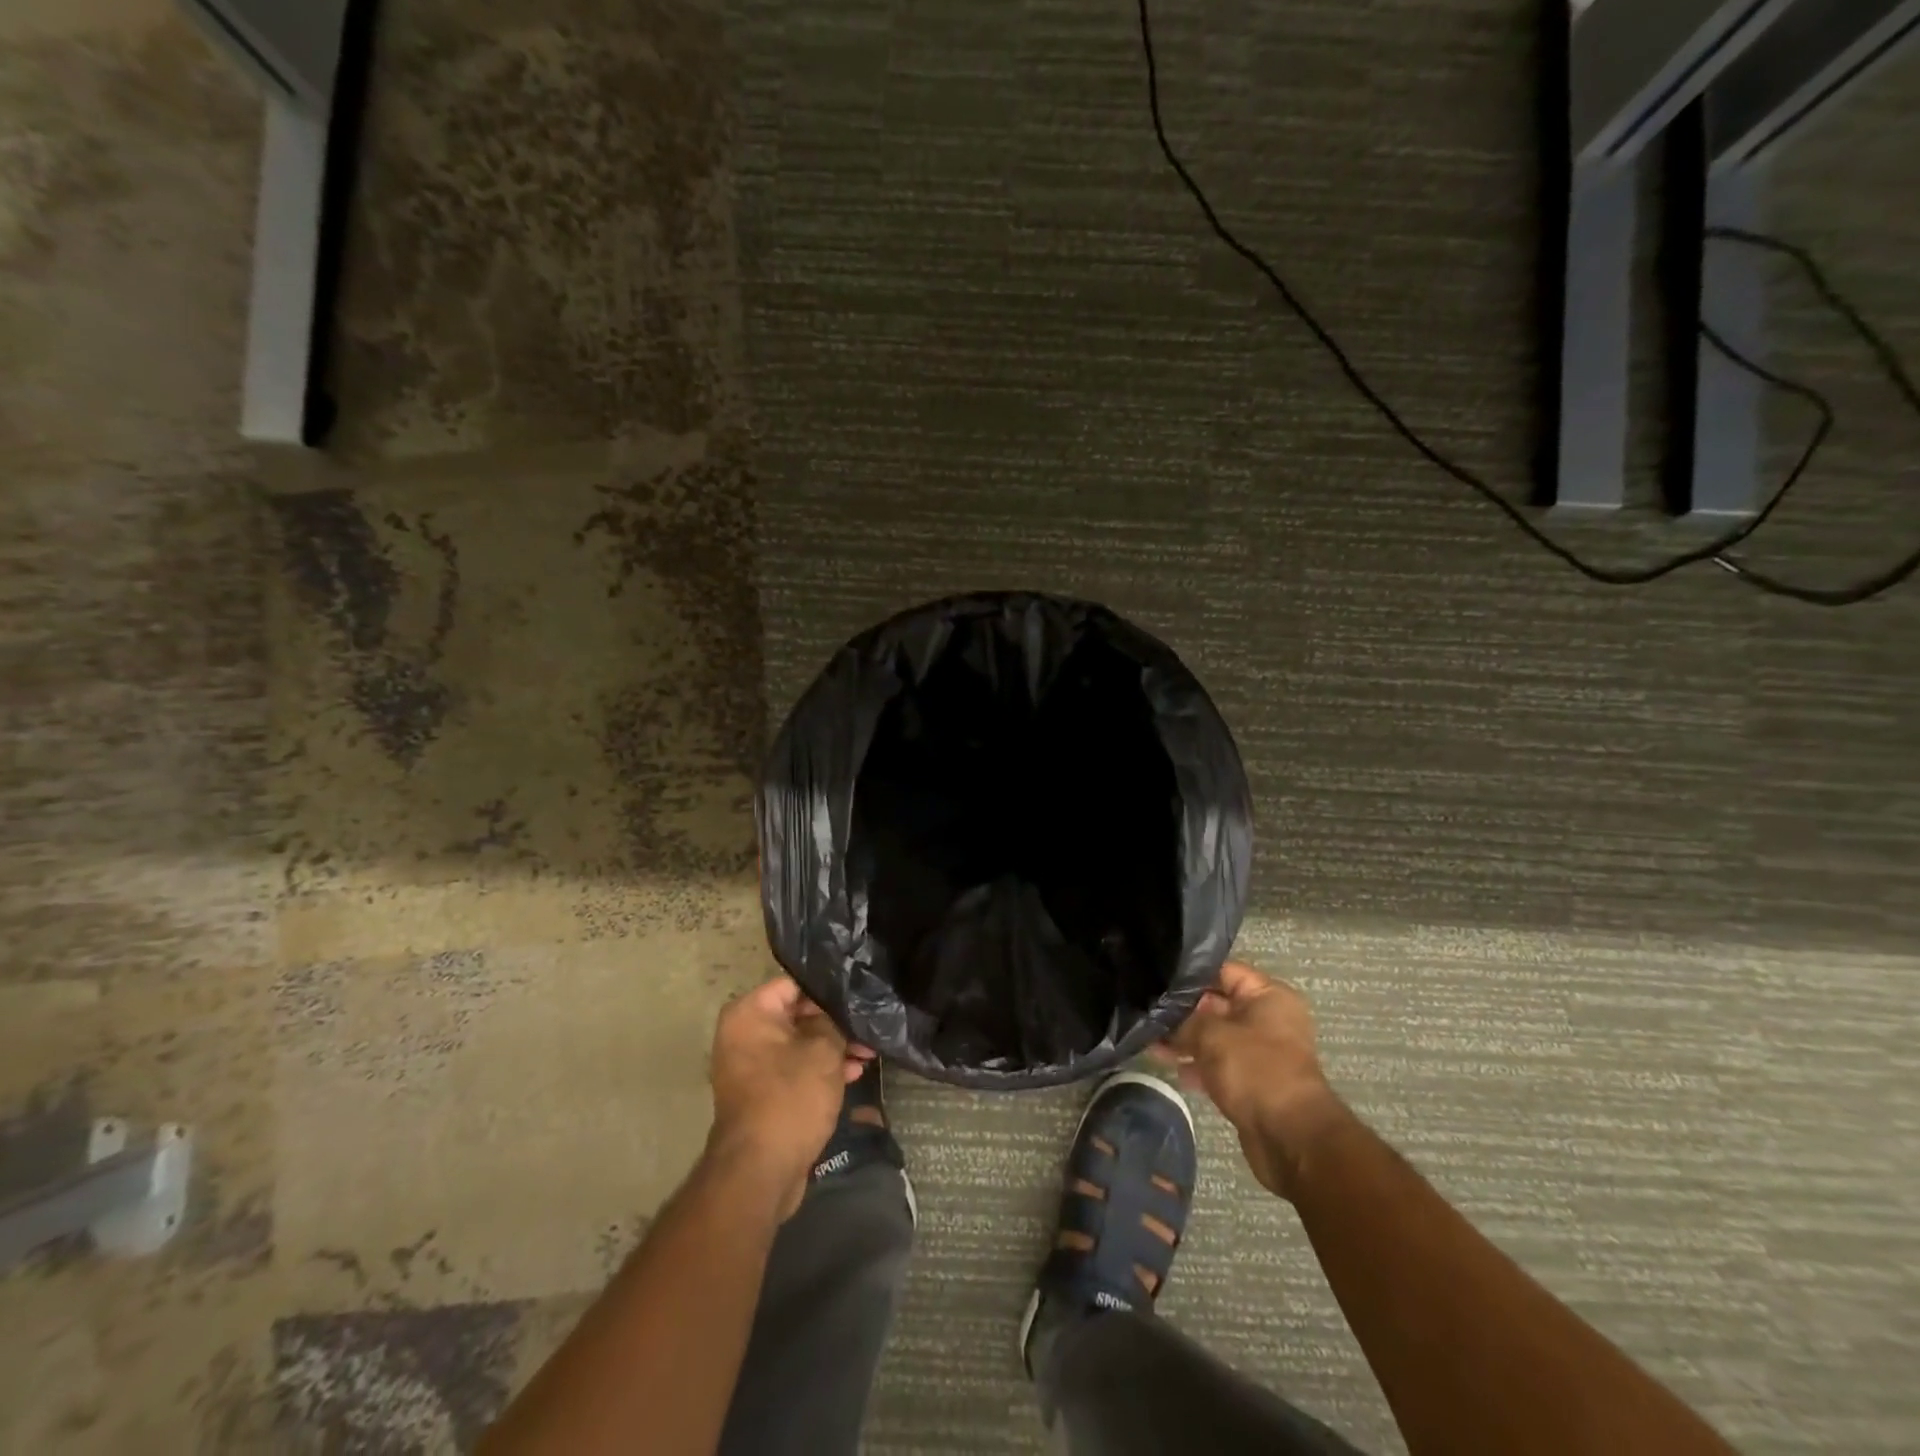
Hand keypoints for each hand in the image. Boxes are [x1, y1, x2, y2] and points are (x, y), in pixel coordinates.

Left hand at [706, 976, 870, 1218]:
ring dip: (833, 1048)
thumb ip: (833, 1021)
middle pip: (797, 1014)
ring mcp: (751, 1065)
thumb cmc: (790, 1098)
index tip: (860, 994)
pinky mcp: (762, 1093)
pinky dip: (820, 1069)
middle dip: (835, 1022)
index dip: (830, 989)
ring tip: (869, 1053)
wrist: (761, 1171)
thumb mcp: (823, 1051)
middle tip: (869, 1027)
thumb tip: (836, 1012)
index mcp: (749, 1014)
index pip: (795, 984)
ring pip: (799, 1043)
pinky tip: (854, 1073)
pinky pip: (794, 1068)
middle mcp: (743, 1034)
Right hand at [1152, 961, 1348, 1198]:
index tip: (1157, 977)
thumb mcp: (1211, 1035)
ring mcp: (1261, 1053)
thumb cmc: (1255, 1071)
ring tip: (1151, 1042)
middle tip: (1147, 1011)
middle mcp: (1269, 1020)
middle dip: (1183, 1011)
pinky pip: (1219, 1064)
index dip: (1189, 974)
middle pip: (1217, 1004)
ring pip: (1215, 1037)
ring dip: (1186, 1040)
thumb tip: (1161, 1018)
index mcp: (1269, 997)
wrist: (1290, 1139)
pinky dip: (1198, 1065)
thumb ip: (1183, 1021)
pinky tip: (1172, 1068)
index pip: (1223, 971)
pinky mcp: (1253, 1082)